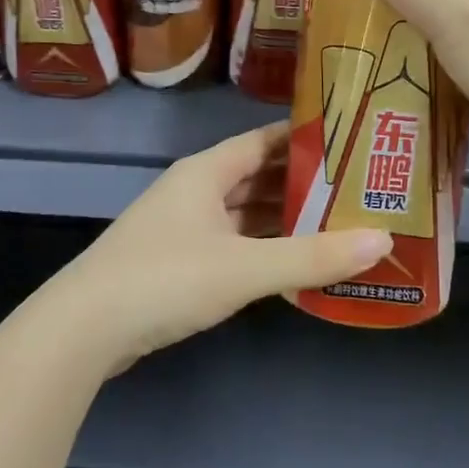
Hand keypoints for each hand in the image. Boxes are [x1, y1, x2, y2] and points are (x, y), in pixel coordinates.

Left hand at [45, 123, 391, 371]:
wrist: (85, 327)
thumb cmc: (166, 280)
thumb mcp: (245, 268)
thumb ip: (312, 257)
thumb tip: (383, 241)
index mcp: (204, 173)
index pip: (263, 141)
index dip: (305, 140)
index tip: (352, 142)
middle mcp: (192, 191)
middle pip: (255, 177)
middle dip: (302, 184)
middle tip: (357, 191)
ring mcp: (180, 228)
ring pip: (241, 214)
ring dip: (281, 220)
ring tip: (337, 225)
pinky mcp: (174, 263)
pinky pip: (229, 244)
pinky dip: (260, 249)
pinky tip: (291, 264)